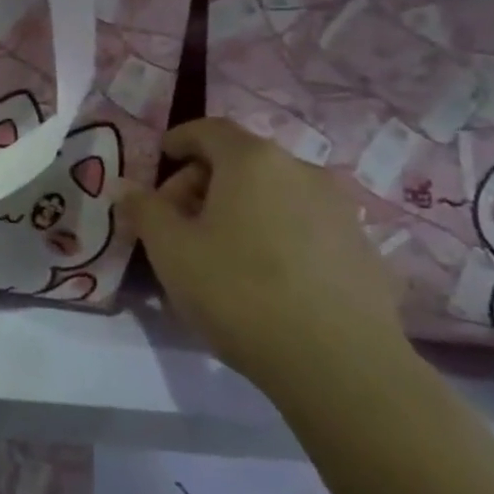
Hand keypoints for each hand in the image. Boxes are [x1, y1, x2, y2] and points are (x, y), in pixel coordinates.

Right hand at [121, 118, 411, 400]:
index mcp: (253, 160)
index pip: (209, 129)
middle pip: (242, 161)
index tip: (160, 159)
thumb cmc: (238, 291)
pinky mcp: (366, 250)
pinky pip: (306, 227)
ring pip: (276, 195)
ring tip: (221, 254)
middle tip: (179, 222)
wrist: (339, 364)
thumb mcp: (170, 249)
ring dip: (242, 210)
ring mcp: (342, 210)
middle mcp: (303, 171)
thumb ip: (144, 209)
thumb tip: (127, 188)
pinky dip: (278, 236)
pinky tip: (266, 280)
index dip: (179, 140)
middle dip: (204, 182)